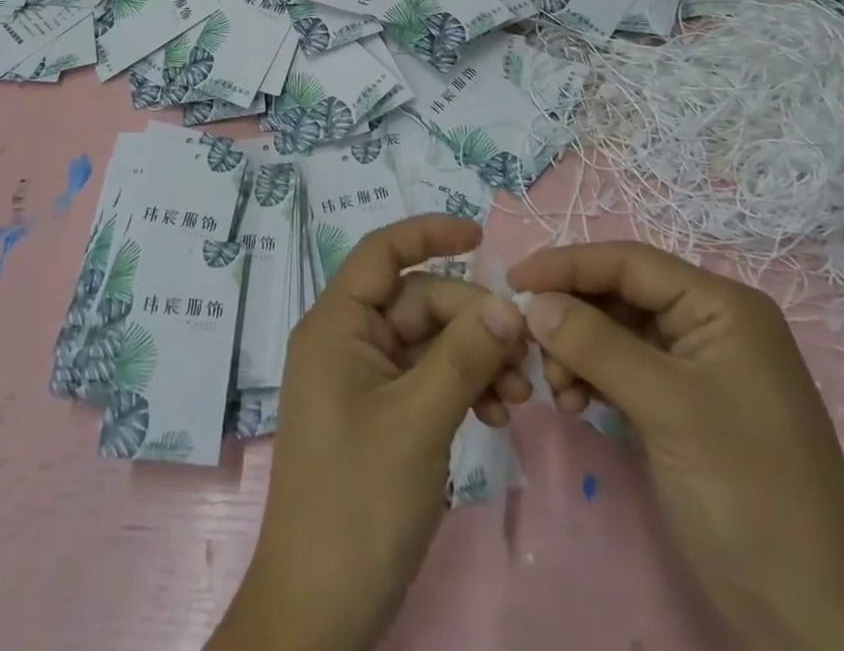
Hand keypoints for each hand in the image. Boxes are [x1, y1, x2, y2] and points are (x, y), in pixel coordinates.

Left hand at [208, 216, 531, 650]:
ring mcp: (362, 379)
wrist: (319, 610)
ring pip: (428, 342)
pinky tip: (496, 415)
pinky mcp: (379, 414)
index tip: (481, 236)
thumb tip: (508, 303)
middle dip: (472, 320)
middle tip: (525, 356)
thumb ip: (464, 355)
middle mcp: (346, 340)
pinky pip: (426, 378)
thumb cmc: (358, 501)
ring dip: (475, 358)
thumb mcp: (418, 420)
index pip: (382, 252)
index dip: (428, 233)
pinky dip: (462, 387)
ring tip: (519, 397)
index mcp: (336, 323)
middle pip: (417, 301)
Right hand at [508, 243, 843, 650]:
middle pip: (619, 294)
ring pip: (616, 330)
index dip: (567, 264)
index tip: (513, 281)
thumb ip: (596, 344)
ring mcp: (698, 366)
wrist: (817, 621)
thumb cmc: (749, 494)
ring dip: (577, 350)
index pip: (629, 262)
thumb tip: (534, 303)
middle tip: (530, 347)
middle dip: (571, 315)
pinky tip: (574, 402)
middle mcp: (709, 323)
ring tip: (558, 390)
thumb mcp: (668, 408)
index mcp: (721, 306)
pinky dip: (593, 376)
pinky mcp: (685, 404)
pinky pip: (624, 367)